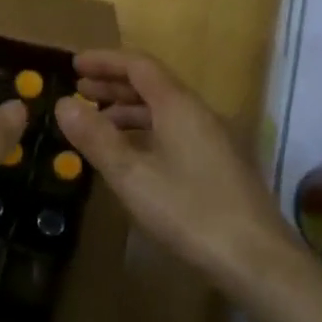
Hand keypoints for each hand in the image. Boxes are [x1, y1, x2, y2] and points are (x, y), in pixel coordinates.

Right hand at [53, 49, 288, 287]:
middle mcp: (198, 113)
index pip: (138, 65)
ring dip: (128, 110)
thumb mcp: (132, 175)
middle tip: (79, 91)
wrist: (258, 260)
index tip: (74, 65)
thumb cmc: (189, 211)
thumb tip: (63, 103)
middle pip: (152, 84)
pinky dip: (145, 131)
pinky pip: (174, 131)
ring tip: (96, 124)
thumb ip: (95, 137)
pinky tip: (131, 156)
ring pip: (164, 110)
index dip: (105, 61)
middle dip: (113, 84)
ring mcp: (213, 139)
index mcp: (178, 106)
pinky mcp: (219, 164)